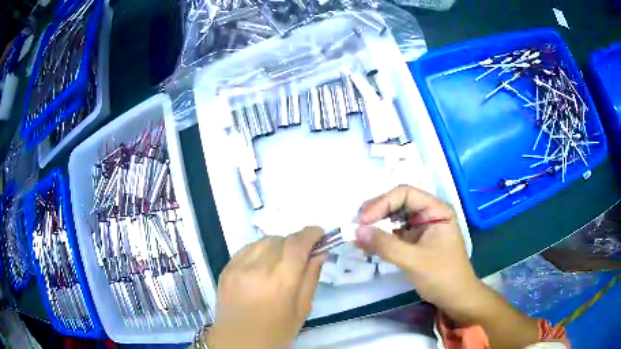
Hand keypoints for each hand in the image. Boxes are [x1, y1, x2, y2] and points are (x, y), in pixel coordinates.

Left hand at [207, 227, 324, 348]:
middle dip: (295, 242)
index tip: (320, 235)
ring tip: (280, 262)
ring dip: (277, 245)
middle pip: (281, 239)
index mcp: (281, 281)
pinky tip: (262, 266)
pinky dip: (260, 251)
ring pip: (263, 241)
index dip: (311, 233)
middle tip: (301, 256)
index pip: (297, 243)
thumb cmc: (276, 332)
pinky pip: (247, 248)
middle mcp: (258, 268)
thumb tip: (319, 253)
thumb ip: (311, 278)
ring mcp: (238, 266)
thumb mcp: (302, 309)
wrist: (238, 343)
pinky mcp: (226, 268)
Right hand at [355, 186, 540, 347]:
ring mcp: (422, 227)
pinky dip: (380, 237)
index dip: (381, 203)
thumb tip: (355, 231)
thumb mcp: (414, 260)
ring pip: (394, 217)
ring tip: (359, 234)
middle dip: (377, 212)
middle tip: (357, 226)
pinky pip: (394, 232)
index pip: (405, 194)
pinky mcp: (415, 240)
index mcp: (436, 209)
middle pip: (398, 202)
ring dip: (376, 224)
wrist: (456, 298)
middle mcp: (429, 213)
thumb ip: (385, 245)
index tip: (362, 220)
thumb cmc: (442, 276)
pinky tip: (367, 244)